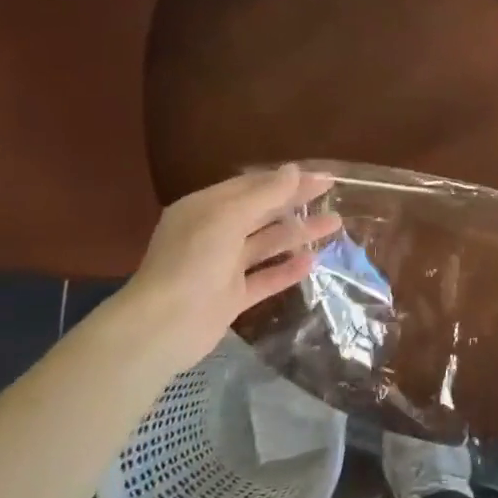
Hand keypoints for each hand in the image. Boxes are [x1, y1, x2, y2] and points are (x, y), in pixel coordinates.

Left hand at [112, 165, 342, 370]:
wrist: (163, 327)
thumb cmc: (193, 262)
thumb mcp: (228, 218)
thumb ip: (265, 195)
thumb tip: (294, 170)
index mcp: (205, 208)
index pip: (252, 186)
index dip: (288, 180)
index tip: (323, 177)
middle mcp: (213, 234)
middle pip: (262, 212)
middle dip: (296, 203)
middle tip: (333, 194)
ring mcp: (222, 267)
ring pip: (267, 244)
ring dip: (298, 234)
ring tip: (334, 225)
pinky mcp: (231, 297)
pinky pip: (265, 278)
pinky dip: (287, 269)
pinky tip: (313, 262)